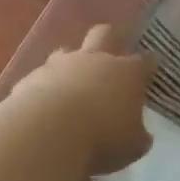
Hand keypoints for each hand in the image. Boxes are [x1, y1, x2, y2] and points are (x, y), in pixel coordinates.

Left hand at [6, 24, 154, 173]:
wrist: (46, 133)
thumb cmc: (102, 137)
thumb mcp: (132, 146)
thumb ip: (137, 136)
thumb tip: (140, 135)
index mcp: (126, 73)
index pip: (145, 61)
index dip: (147, 67)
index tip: (148, 76)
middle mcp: (95, 60)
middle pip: (104, 34)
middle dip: (110, 40)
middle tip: (111, 60)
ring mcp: (60, 65)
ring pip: (67, 52)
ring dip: (71, 65)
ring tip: (72, 87)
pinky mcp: (31, 78)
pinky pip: (41, 78)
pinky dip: (45, 89)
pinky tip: (44, 108)